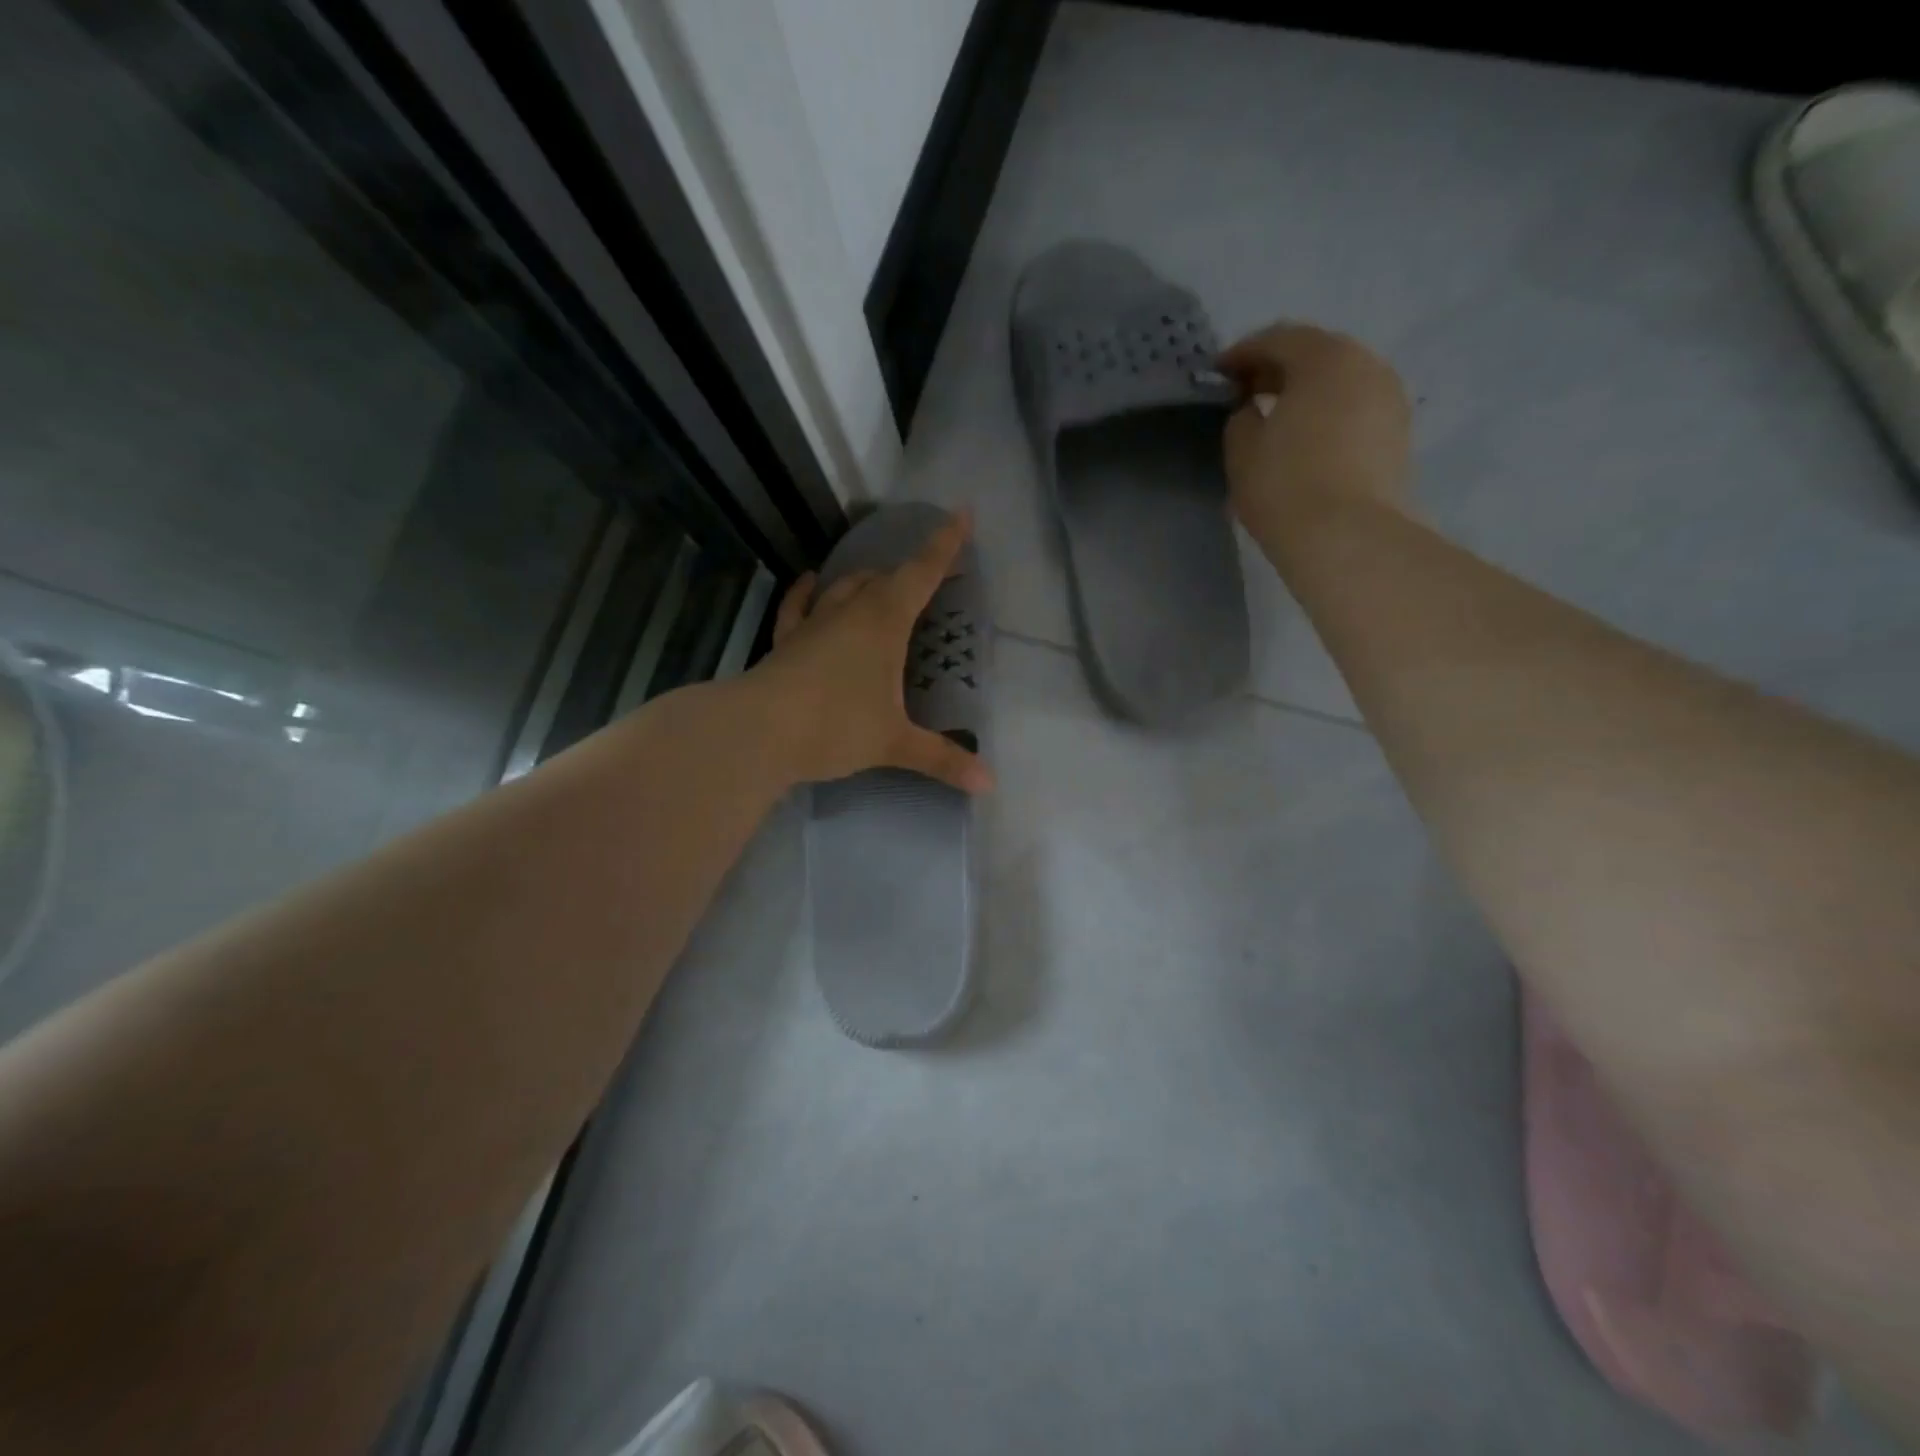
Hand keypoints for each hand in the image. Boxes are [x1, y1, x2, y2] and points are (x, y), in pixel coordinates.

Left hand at [746, 508, 993, 793]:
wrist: (758, 732)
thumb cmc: (835, 726)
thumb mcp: (894, 743)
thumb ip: (942, 759)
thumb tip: (989, 785)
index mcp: (884, 622)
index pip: (922, 573)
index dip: (945, 544)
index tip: (962, 513)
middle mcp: (850, 611)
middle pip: (884, 578)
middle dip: (908, 572)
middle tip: (927, 578)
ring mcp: (813, 623)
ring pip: (844, 587)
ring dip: (865, 580)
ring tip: (879, 581)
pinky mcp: (786, 641)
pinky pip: (799, 606)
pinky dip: (807, 592)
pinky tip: (809, 582)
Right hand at [1216, 323, 1412, 557]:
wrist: (1348, 537)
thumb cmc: (1285, 486)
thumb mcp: (1242, 449)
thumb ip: (1243, 417)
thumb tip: (1255, 410)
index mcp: (1325, 358)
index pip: (1278, 339)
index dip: (1243, 353)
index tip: (1219, 373)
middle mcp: (1367, 365)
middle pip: (1317, 354)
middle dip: (1279, 369)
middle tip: (1247, 392)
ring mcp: (1390, 399)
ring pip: (1341, 382)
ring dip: (1308, 392)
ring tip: (1278, 418)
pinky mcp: (1399, 435)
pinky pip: (1355, 409)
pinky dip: (1329, 414)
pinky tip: (1308, 440)